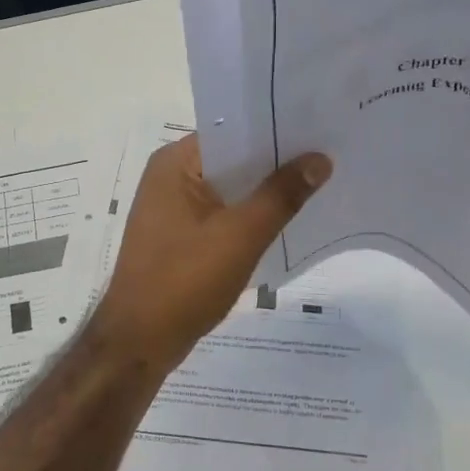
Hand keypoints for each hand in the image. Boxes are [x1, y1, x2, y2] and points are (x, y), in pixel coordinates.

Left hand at [94, 134, 330, 374]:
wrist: (139, 342)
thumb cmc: (184, 282)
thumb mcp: (241, 235)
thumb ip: (281, 195)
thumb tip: (320, 158)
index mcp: (175, 163)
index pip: (233, 130)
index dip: (275, 129)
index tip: (320, 128)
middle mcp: (169, 176)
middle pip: (232, 159)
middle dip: (275, 162)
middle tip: (329, 156)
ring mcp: (171, 208)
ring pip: (229, 189)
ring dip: (264, 192)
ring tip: (318, 184)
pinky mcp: (178, 236)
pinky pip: (220, 214)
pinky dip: (248, 216)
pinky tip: (285, 222)